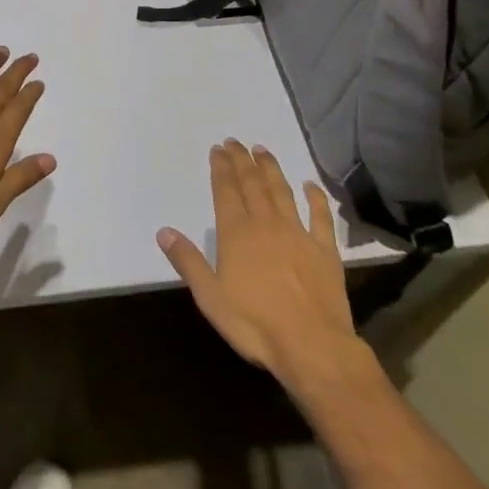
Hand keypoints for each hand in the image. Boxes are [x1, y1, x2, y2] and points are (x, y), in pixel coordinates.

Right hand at [157, 140, 368, 397]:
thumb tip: (163, 231)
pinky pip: (320, 217)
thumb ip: (188, 261)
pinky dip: (315, 198)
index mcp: (236, 234)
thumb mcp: (210, 297)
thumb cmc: (255, 324)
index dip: (221, 168)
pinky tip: (310, 184)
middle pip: (252, 184)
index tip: (218, 148)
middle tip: (235, 142)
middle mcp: (266, 224)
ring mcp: (298, 234)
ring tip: (262, 150)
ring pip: (282, 192)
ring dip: (271, 169)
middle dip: (242, 160)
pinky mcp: (325, 250)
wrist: (312, 346)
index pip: (226, 191)